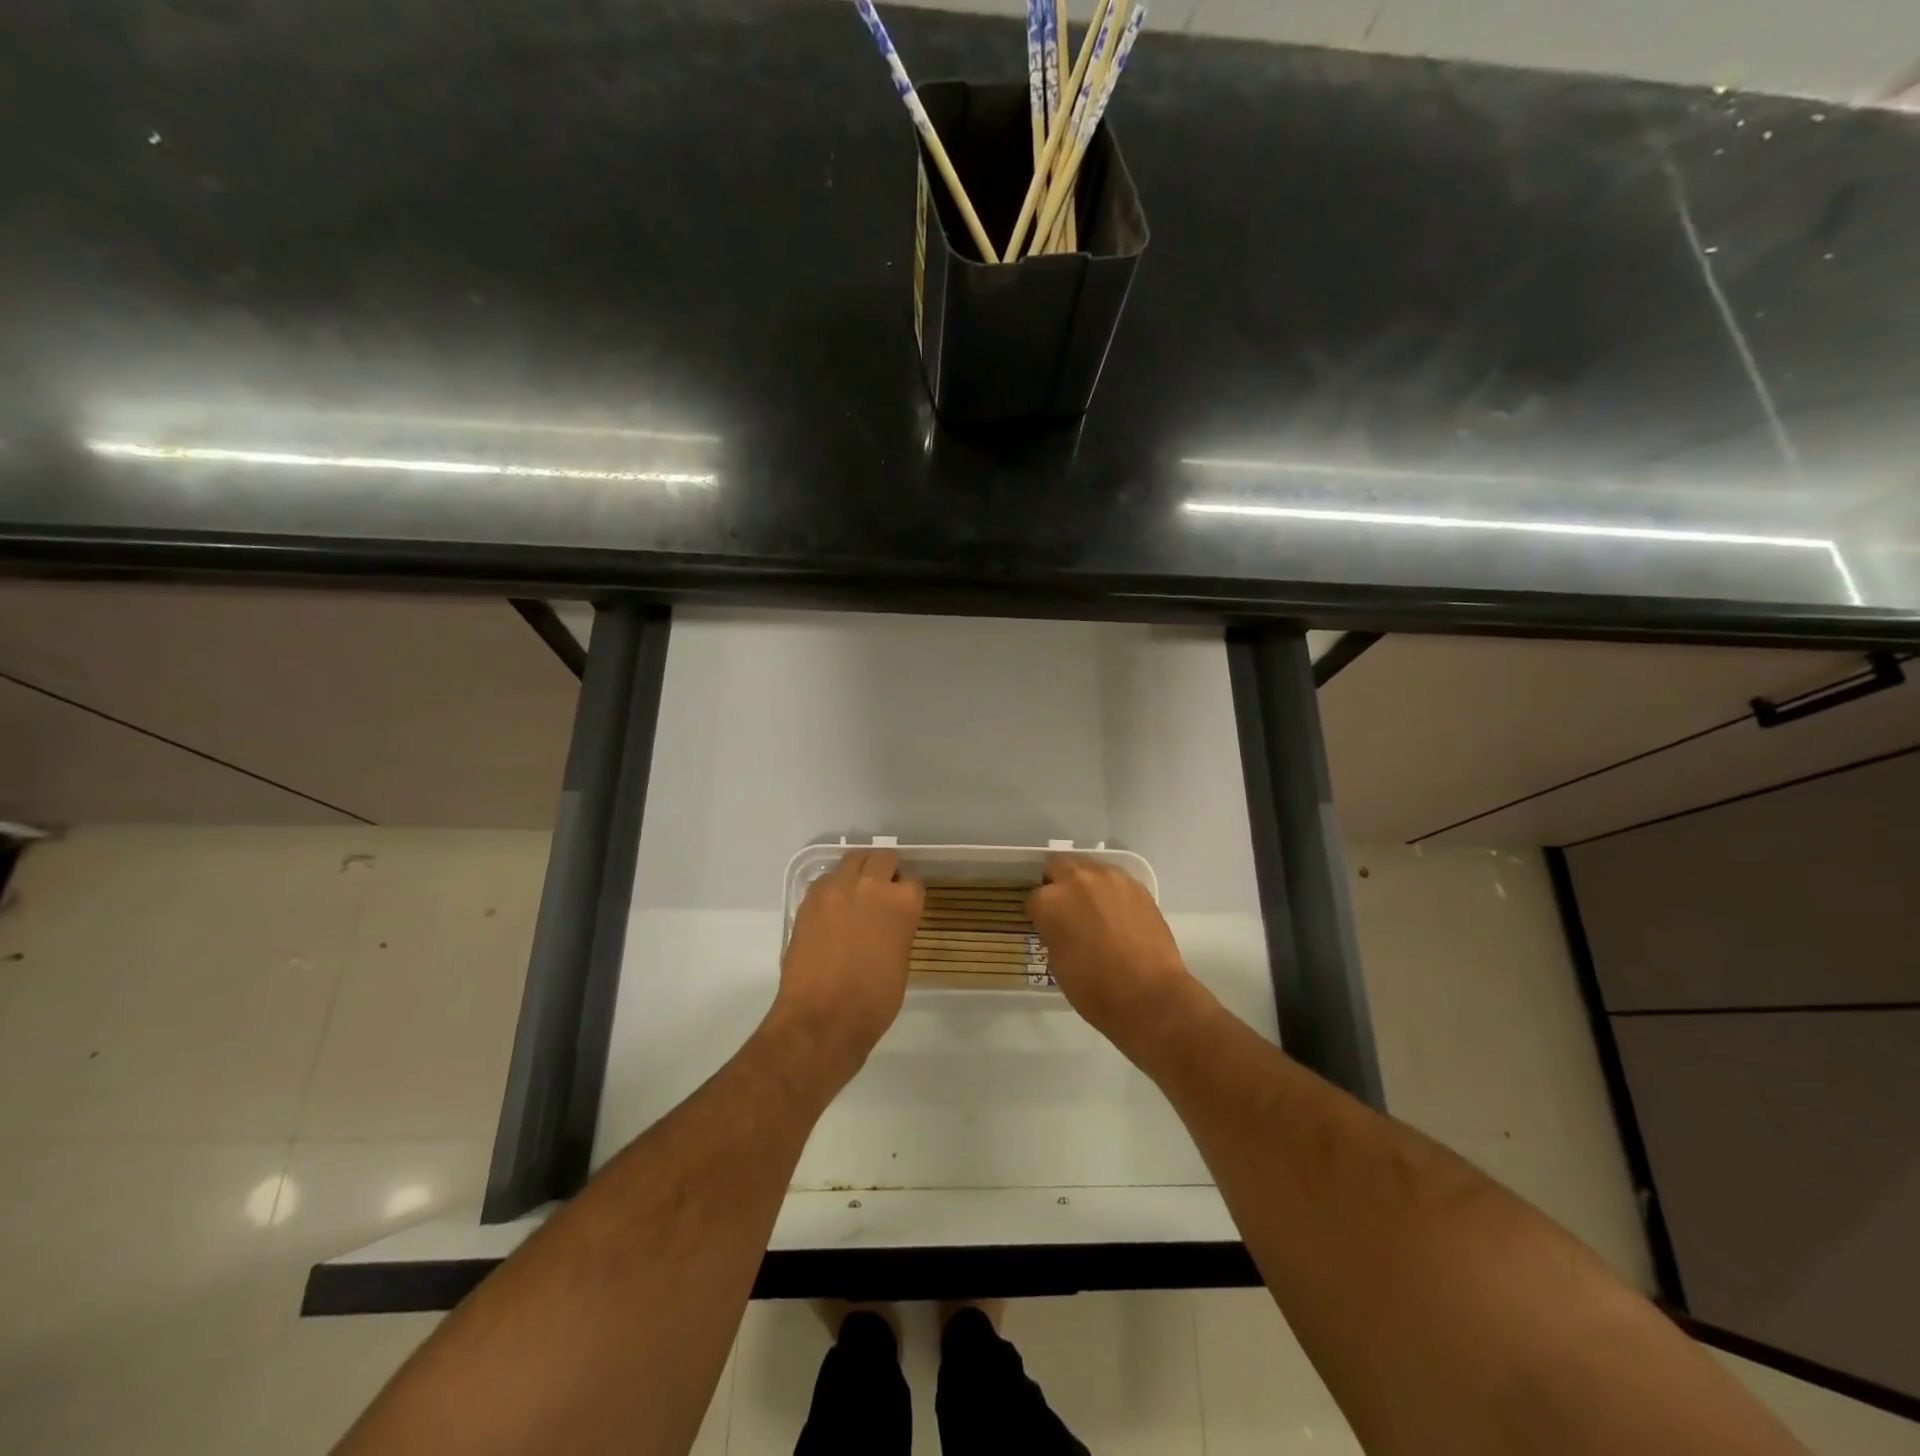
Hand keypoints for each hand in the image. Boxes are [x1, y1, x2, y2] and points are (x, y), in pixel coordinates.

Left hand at [774, 849, 923, 1082]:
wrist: (822, 1018)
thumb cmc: (873, 1001)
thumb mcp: (900, 961)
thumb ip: (897, 930)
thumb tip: (887, 924)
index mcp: (902, 903)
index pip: (911, 883)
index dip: (906, 896)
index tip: (902, 908)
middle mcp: (871, 885)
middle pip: (882, 858)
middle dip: (884, 870)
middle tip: (881, 891)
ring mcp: (836, 889)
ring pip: (851, 861)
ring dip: (857, 873)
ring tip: (854, 895)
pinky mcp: (810, 900)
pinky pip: (826, 881)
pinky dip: (832, 889)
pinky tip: (832, 911)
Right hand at [1028, 853, 1196, 1051]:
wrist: (1150, 996)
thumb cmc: (1094, 989)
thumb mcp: (1057, 963)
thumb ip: (1053, 933)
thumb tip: (1060, 926)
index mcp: (1050, 902)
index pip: (1033, 898)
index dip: (1039, 914)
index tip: (1045, 926)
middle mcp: (1077, 880)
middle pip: (1058, 865)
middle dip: (1057, 883)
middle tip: (1066, 908)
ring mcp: (1110, 879)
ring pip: (1089, 868)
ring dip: (1085, 884)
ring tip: (1094, 909)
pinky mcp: (1137, 885)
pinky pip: (1115, 880)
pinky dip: (1110, 892)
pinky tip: (1117, 914)